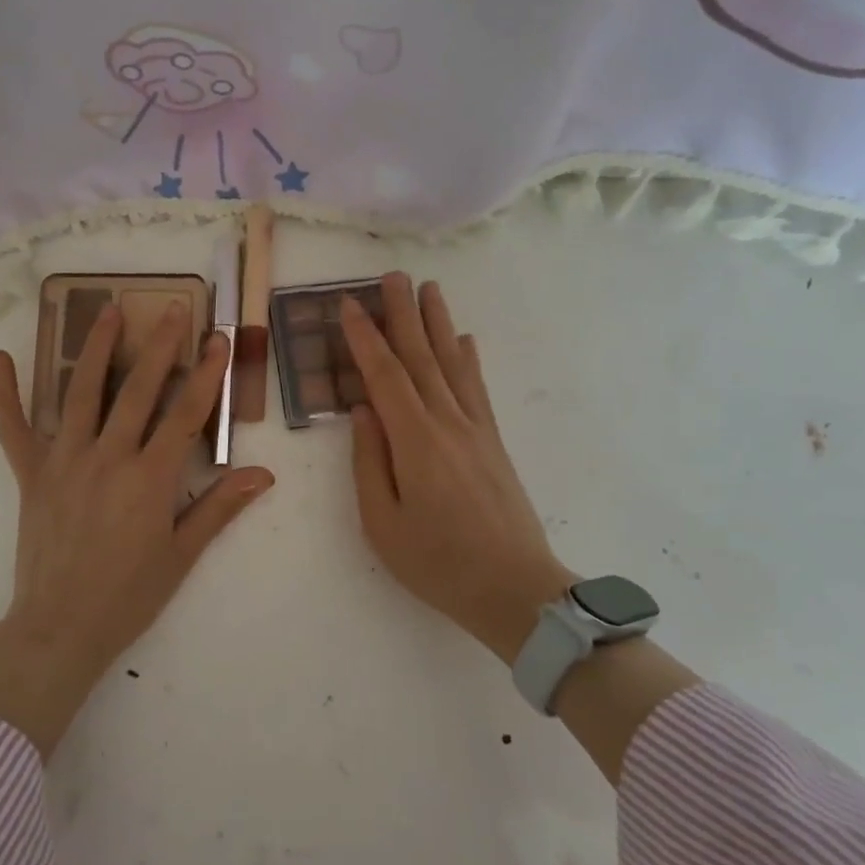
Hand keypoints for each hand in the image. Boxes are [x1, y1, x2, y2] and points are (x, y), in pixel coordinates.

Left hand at [0, 302, 275, 756]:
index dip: (207, 374)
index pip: (185, 414)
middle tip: (172, 307)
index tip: (219, 338)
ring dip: (96, 349)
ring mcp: (63, 462)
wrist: (60, 628)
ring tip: (108, 310)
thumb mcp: (182, 555)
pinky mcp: (30, 475)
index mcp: (149, 479)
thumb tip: (263, 474)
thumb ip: (220, 508)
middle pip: (138, 391)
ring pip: (81, 394)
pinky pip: (12, 429)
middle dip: (159, 345)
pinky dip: (4, 395)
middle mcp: (107, 459)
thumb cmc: (129, 596)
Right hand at [341, 273, 573, 664]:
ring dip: (439, 323)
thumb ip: (369, 462)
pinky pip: (478, 390)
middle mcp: (448, 423)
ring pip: (453, 364)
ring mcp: (476, 430)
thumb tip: (363, 412)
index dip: (365, 338)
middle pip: (421, 357)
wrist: (515, 589)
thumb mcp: (382, 523)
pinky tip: (466, 340)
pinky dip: (469, 359)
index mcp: (415, 442)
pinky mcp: (494, 443)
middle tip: (391, 276)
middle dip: (403, 314)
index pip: (385, 375)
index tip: (349, 304)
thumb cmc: (438, 563)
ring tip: (429, 288)